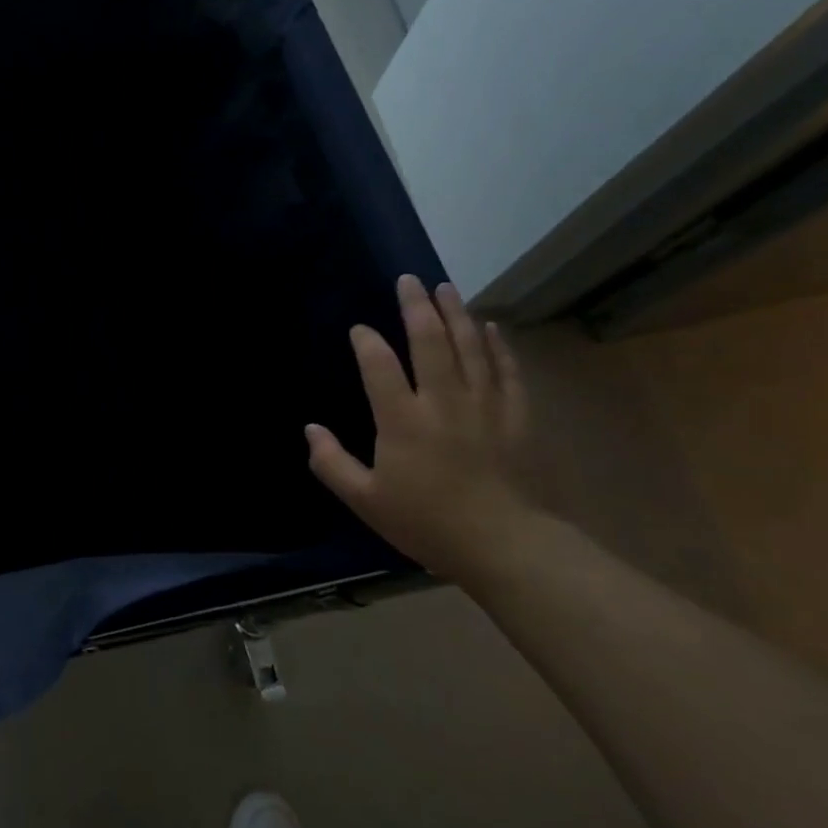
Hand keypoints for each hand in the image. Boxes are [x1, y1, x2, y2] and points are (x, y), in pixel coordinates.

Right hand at [306, 276, 542, 584]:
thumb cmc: (428, 523)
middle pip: (430, 342)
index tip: (359, 330)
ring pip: (470, 347)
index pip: (379, 366)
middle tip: (409, 280)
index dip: (367, 342)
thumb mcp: (366, 501)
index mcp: (402, 421)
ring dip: (456, 314)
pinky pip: (506, 371)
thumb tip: (310, 429)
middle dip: (416, 307)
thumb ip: (332, 463)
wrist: (507, 547)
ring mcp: (484, 406)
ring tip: (445, 288)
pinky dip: (497, 345)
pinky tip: (490, 326)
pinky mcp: (516, 417)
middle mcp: (443, 402)